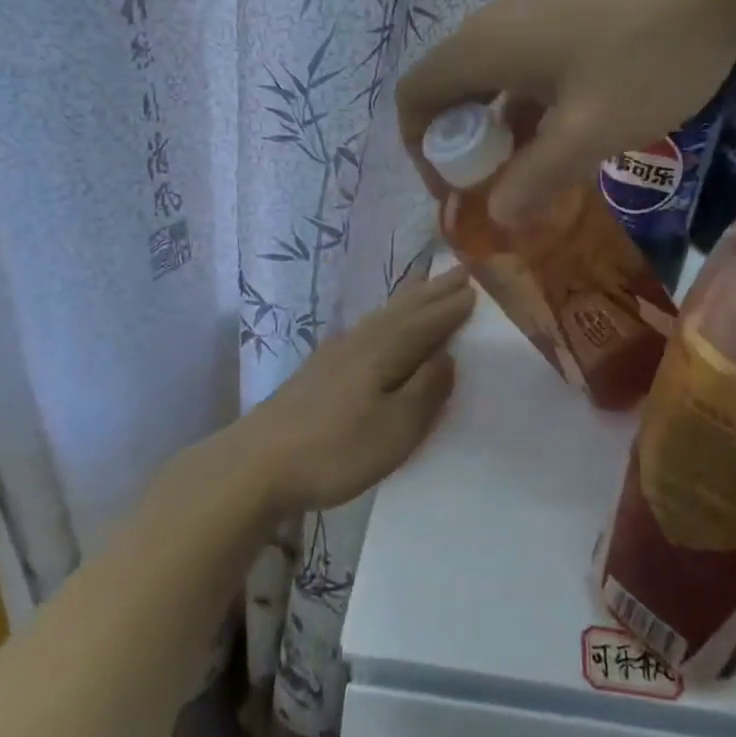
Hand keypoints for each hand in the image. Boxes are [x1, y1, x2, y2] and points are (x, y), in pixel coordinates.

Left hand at [232, 267, 474, 517]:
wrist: (256, 464)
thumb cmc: (334, 450)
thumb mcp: (395, 429)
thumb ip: (425, 390)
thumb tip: (447, 356)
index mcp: (384, 352)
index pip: (428, 322)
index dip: (453, 307)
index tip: (479, 287)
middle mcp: (361, 341)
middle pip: (405, 309)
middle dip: (434, 291)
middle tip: (461, 272)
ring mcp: (336, 352)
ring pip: (383, 315)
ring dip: (410, 299)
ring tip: (426, 284)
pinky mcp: (319, 368)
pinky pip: (366, 327)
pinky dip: (384, 316)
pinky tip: (378, 324)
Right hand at [396, 0, 735, 226]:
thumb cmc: (649, 53)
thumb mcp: (591, 131)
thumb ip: (536, 177)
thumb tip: (496, 215)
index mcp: (484, 46)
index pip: (414, 97)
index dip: (420, 150)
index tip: (457, 190)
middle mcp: (497, 20)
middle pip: (452, 87)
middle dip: (465, 145)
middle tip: (503, 186)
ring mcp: (536, 5)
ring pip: (495, 74)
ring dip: (504, 125)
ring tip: (542, 167)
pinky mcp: (572, 2)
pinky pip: (529, 58)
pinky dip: (533, 99)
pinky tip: (577, 123)